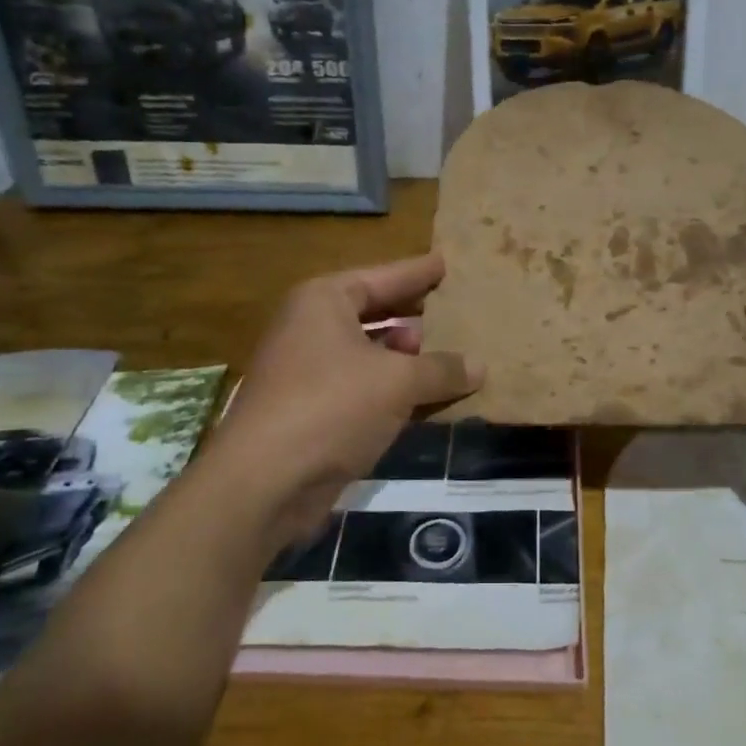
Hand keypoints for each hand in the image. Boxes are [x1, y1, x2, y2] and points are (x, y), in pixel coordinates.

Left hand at [204, 253, 482, 550]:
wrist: (266, 482)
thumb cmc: (332, 406)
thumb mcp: (397, 382)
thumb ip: (442, 369)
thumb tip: (479, 366)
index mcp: (324, 302)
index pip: (381, 277)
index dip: (416, 272)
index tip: (445, 263)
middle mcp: (311, 330)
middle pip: (373, 313)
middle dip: (413, 315)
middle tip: (454, 310)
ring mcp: (308, 373)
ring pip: (369, 355)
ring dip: (407, 359)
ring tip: (451, 357)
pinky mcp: (313, 413)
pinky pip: (364, 390)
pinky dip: (395, 392)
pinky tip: (428, 399)